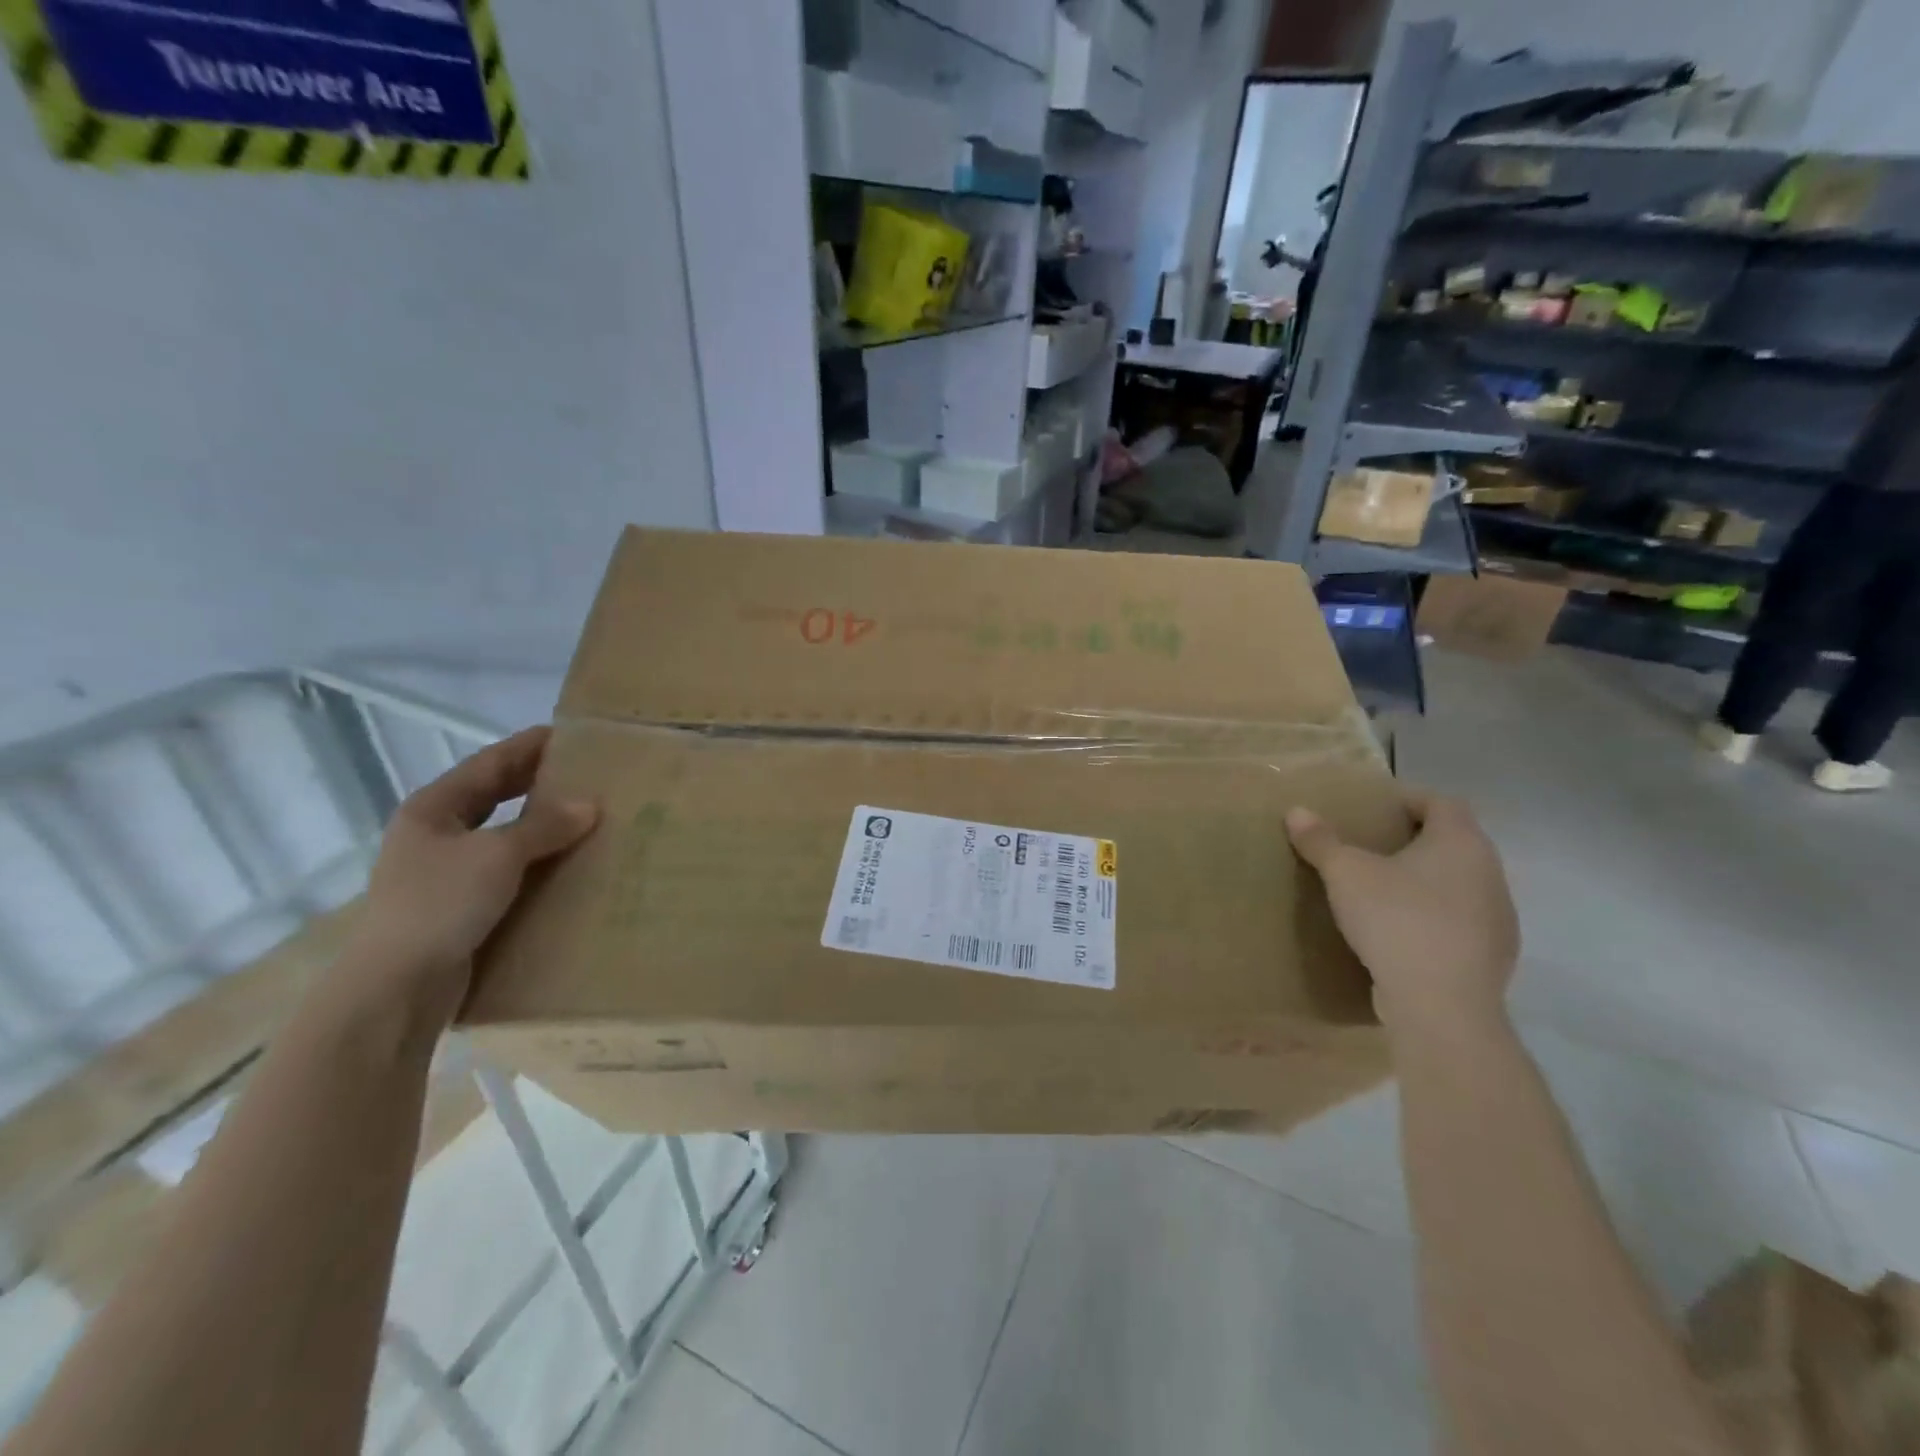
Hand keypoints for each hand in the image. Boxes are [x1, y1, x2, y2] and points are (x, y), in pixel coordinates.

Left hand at [348, 727, 597, 1013]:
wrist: (396, 987)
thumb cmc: (440, 904)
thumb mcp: (498, 855)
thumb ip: (544, 826)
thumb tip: (590, 804)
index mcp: (434, 809)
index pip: (489, 764)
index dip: (529, 746)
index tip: (570, 734)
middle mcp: (436, 834)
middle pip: (494, 796)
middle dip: (536, 782)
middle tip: (585, 772)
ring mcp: (445, 871)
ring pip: (503, 835)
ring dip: (540, 825)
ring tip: (586, 816)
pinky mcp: (460, 905)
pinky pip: (508, 870)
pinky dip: (536, 861)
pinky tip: (567, 864)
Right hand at [1286, 790, 1517, 1039]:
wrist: (1442, 1005)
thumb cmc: (1396, 920)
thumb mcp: (1345, 874)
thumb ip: (1321, 841)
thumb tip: (1296, 811)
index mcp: (1461, 843)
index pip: (1442, 802)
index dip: (1410, 798)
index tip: (1377, 806)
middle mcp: (1490, 872)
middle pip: (1454, 841)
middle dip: (1415, 839)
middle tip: (1373, 845)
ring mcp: (1498, 917)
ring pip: (1460, 882)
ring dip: (1427, 879)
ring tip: (1384, 889)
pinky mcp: (1493, 955)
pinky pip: (1461, 920)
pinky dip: (1434, 915)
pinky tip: (1402, 931)